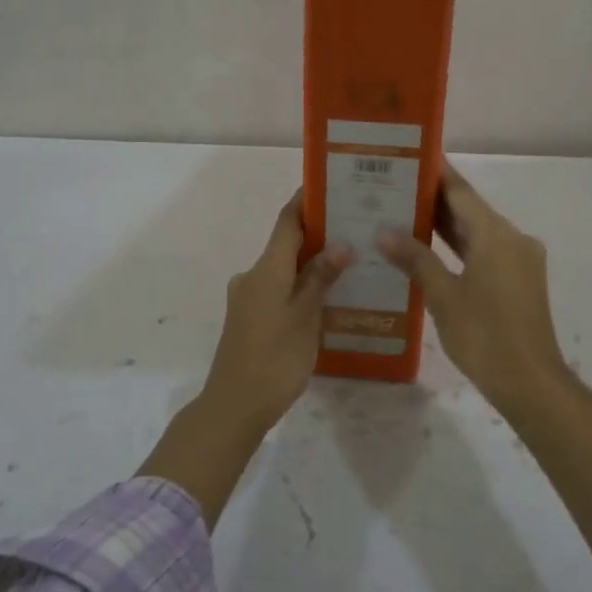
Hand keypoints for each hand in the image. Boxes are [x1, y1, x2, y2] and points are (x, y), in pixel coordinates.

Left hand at [200, 192, 352, 432]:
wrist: (234, 406)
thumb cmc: (274, 358)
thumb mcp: (305, 316)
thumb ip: (321, 277)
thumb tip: (341, 242)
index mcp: (266, 269)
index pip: (287, 221)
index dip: (306, 201)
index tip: (331, 185)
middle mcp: (253, 276)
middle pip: (286, 244)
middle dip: (319, 233)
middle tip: (356, 227)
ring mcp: (249, 298)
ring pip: (284, 269)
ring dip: (312, 262)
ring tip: (350, 261)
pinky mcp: (250, 319)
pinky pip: (279, 290)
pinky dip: (302, 285)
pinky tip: (328, 296)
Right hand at [381, 163, 591, 579]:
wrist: (531, 383)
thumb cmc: (484, 336)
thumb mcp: (443, 296)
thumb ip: (415, 259)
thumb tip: (385, 232)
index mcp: (496, 235)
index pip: (460, 191)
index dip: (435, 173)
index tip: (409, 156)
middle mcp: (512, 239)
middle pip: (469, 210)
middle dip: (434, 199)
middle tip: (395, 186)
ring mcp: (520, 260)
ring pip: (478, 232)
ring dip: (446, 225)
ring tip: (405, 213)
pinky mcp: (520, 281)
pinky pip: (486, 251)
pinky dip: (460, 247)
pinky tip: (431, 251)